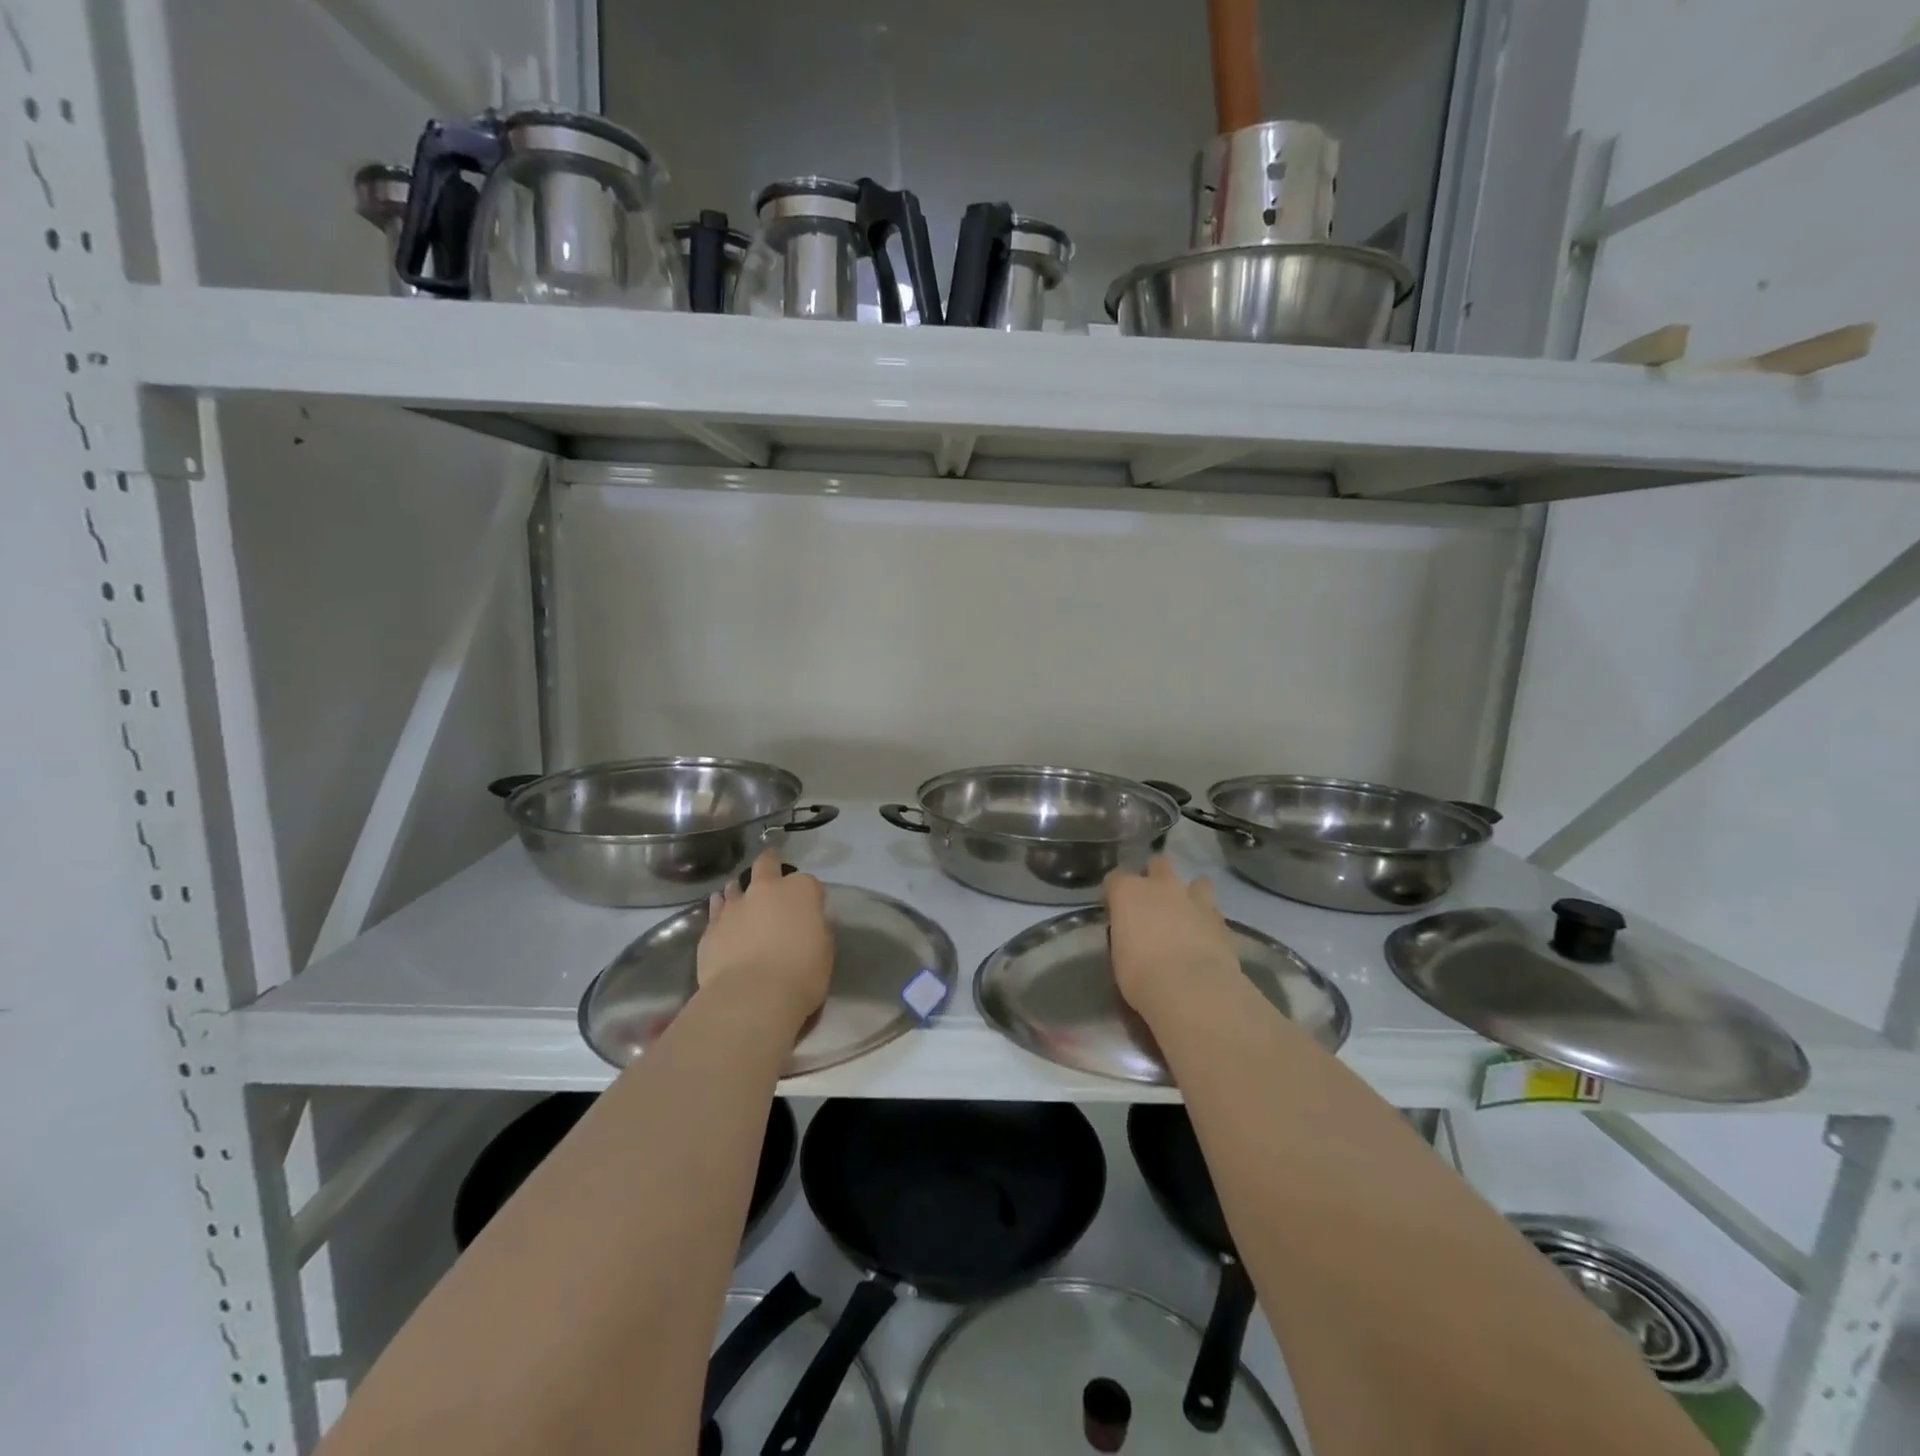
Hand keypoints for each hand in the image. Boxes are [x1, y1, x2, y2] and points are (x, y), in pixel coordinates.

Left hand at [696, 850, 831, 1024]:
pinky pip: (716, 910)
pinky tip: (720, 911)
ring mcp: (735, 906)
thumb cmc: (801, 974)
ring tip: (741, 896)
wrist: (752, 998)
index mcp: (801, 891)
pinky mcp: (711, 927)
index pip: (809, 883)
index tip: (810, 910)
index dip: (810, 896)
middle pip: (767, 865)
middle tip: (771, 872)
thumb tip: (807, 922)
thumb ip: (815, 928)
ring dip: (741, 889)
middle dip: (770, 864)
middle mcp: (766, 889)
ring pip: (736, 886)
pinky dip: (720, 908)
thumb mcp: (824, 950)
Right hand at [1104, 857, 1240, 1020]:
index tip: (1115, 912)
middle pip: (1157, 864)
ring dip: (1190, 893)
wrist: (1193, 989)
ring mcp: (1194, 898)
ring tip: (1187, 914)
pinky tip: (1205, 934)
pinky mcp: (1220, 917)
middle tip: (1153, 904)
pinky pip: (1212, 909)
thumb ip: (1126, 934)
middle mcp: (1161, 885)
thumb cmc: (1142, 976)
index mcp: (1128, 892)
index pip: (1114, 879)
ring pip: (1195, 880)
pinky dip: (1207, 917)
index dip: (1114, 895)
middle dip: (1155, 878)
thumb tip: (1133, 935)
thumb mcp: (1120, 955)